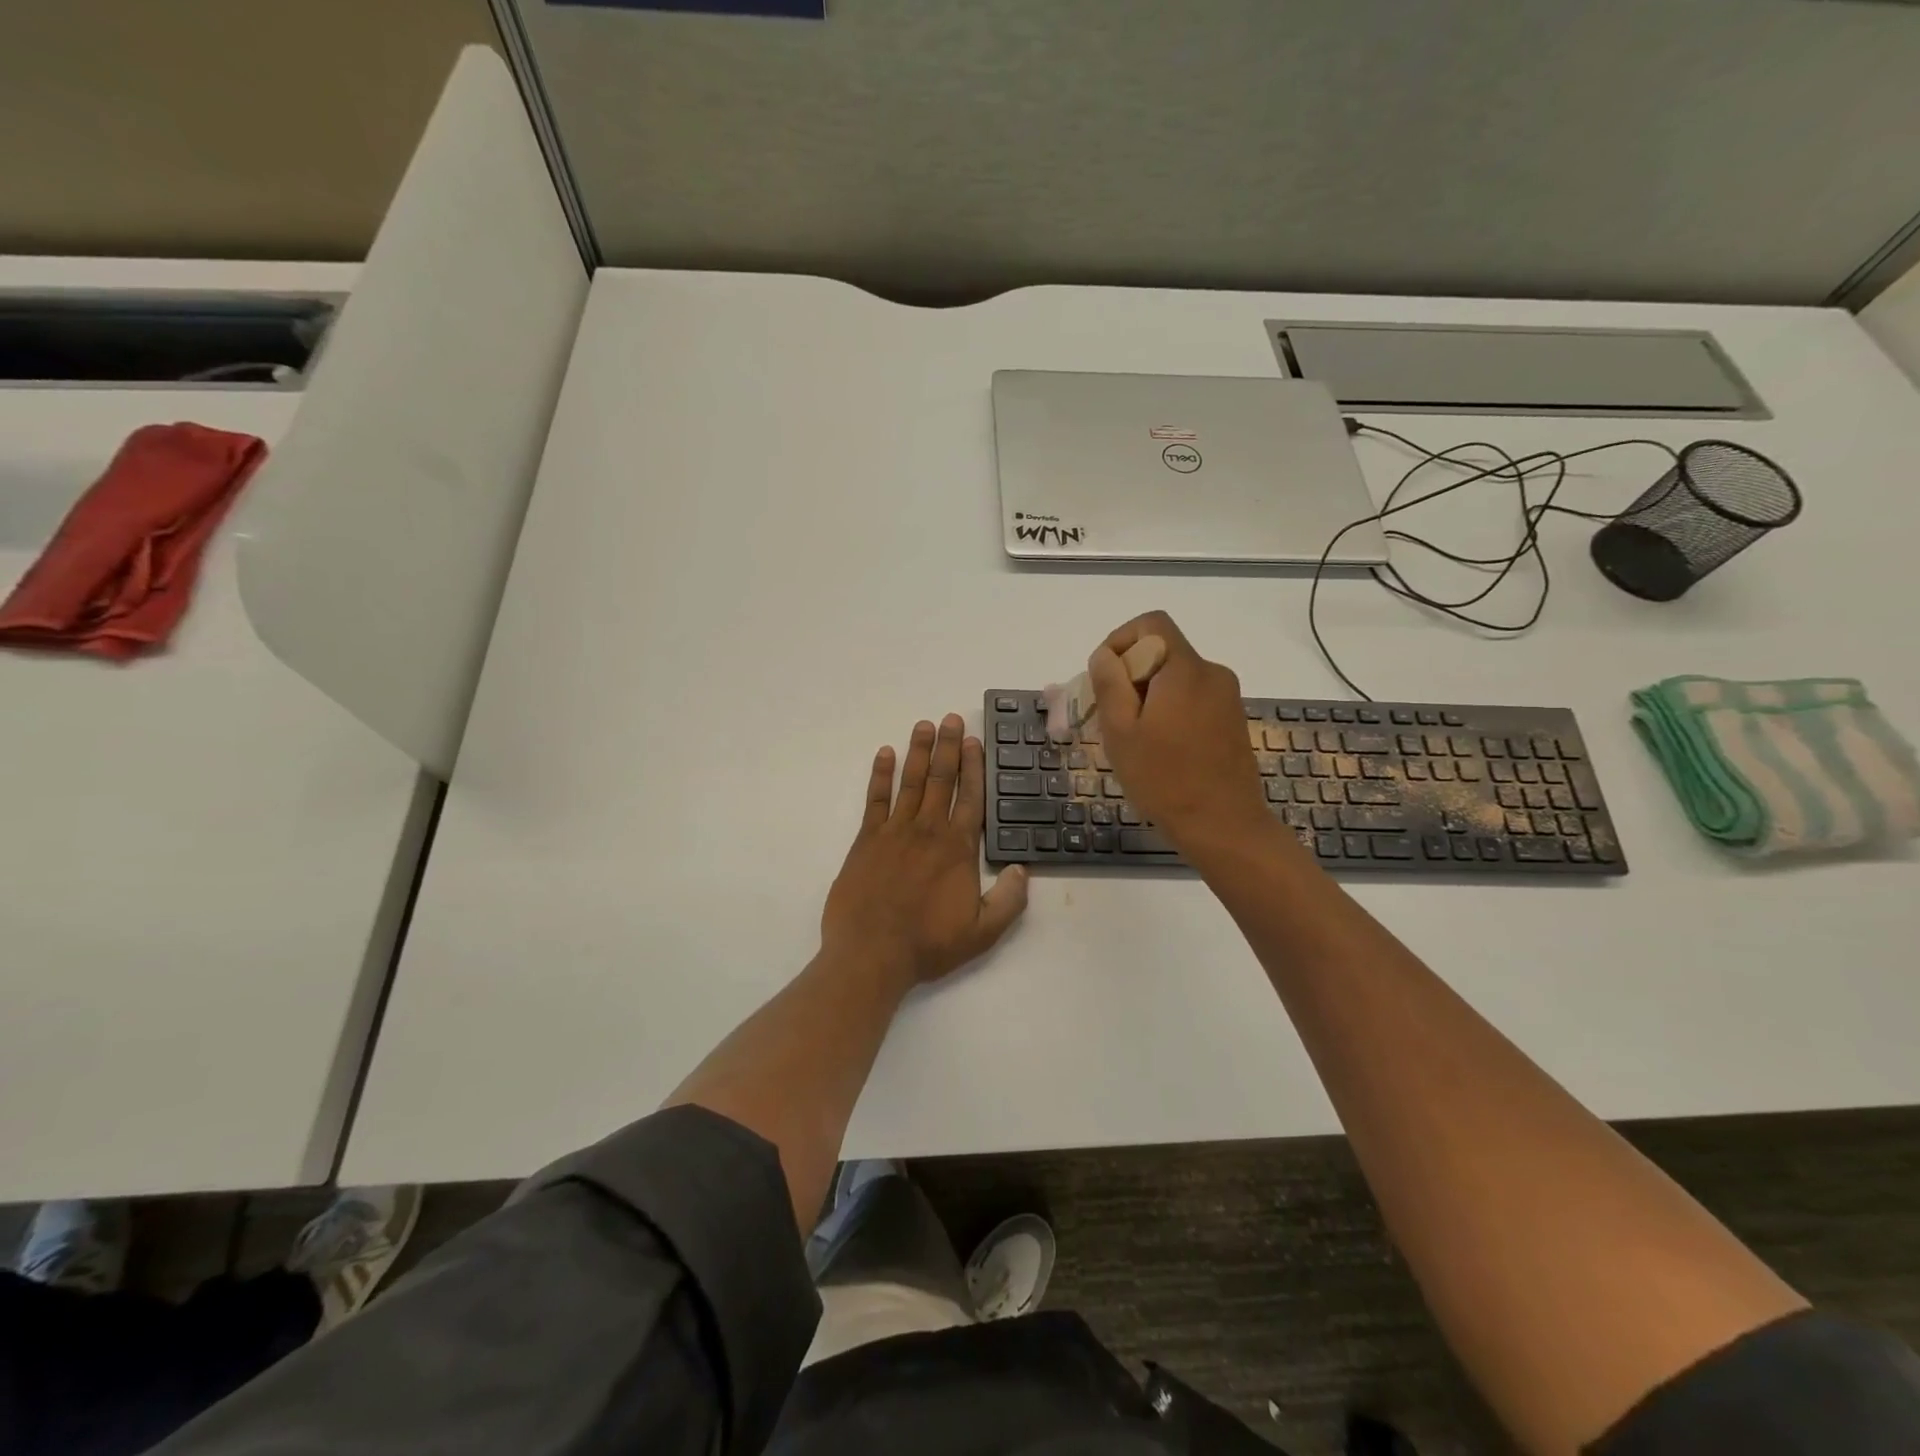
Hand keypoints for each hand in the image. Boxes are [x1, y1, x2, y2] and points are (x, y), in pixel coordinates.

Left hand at [822, 714, 1028, 986]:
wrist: (871, 954)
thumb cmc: (928, 944)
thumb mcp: (983, 932)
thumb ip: (1009, 900)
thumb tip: (1022, 869)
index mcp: (958, 848)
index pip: (970, 797)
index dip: (973, 767)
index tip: (974, 741)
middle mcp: (928, 830)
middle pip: (940, 779)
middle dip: (947, 747)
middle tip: (950, 718)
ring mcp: (894, 832)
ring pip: (910, 782)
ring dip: (918, 751)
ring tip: (923, 725)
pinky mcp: (866, 840)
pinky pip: (875, 800)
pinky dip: (880, 775)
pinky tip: (884, 754)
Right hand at [1086, 611, 1271, 848]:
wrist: (1224, 826)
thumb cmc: (1165, 780)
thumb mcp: (1121, 732)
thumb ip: (1110, 684)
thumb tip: (1104, 655)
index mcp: (1185, 670)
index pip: (1151, 624)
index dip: (1120, 640)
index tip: (1104, 678)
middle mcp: (1212, 673)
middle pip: (1162, 652)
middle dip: (1129, 675)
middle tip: (1108, 717)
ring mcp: (1227, 697)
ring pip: (1175, 678)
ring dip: (1147, 696)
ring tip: (1131, 738)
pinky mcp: (1232, 720)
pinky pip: (1192, 698)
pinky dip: (1169, 710)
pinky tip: (1158, 749)